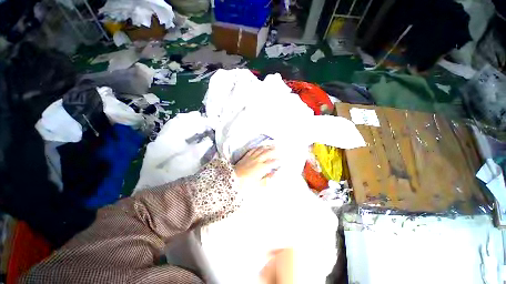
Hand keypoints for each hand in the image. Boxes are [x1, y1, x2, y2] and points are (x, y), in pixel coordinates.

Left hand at [234, 146, 278, 187]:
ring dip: (267, 147)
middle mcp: (257, 160)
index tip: (281, 160)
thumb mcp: (258, 183)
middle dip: (273, 150)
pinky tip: (260, 147)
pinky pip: (253, 150)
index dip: (277, 161)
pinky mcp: (246, 156)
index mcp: (261, 167)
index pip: (272, 162)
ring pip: (261, 150)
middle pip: (267, 153)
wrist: (233, 179)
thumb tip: (274, 174)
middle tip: (278, 149)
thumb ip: (267, 179)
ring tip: (271, 145)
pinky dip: (258, 148)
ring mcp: (251, 157)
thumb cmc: (246, 184)